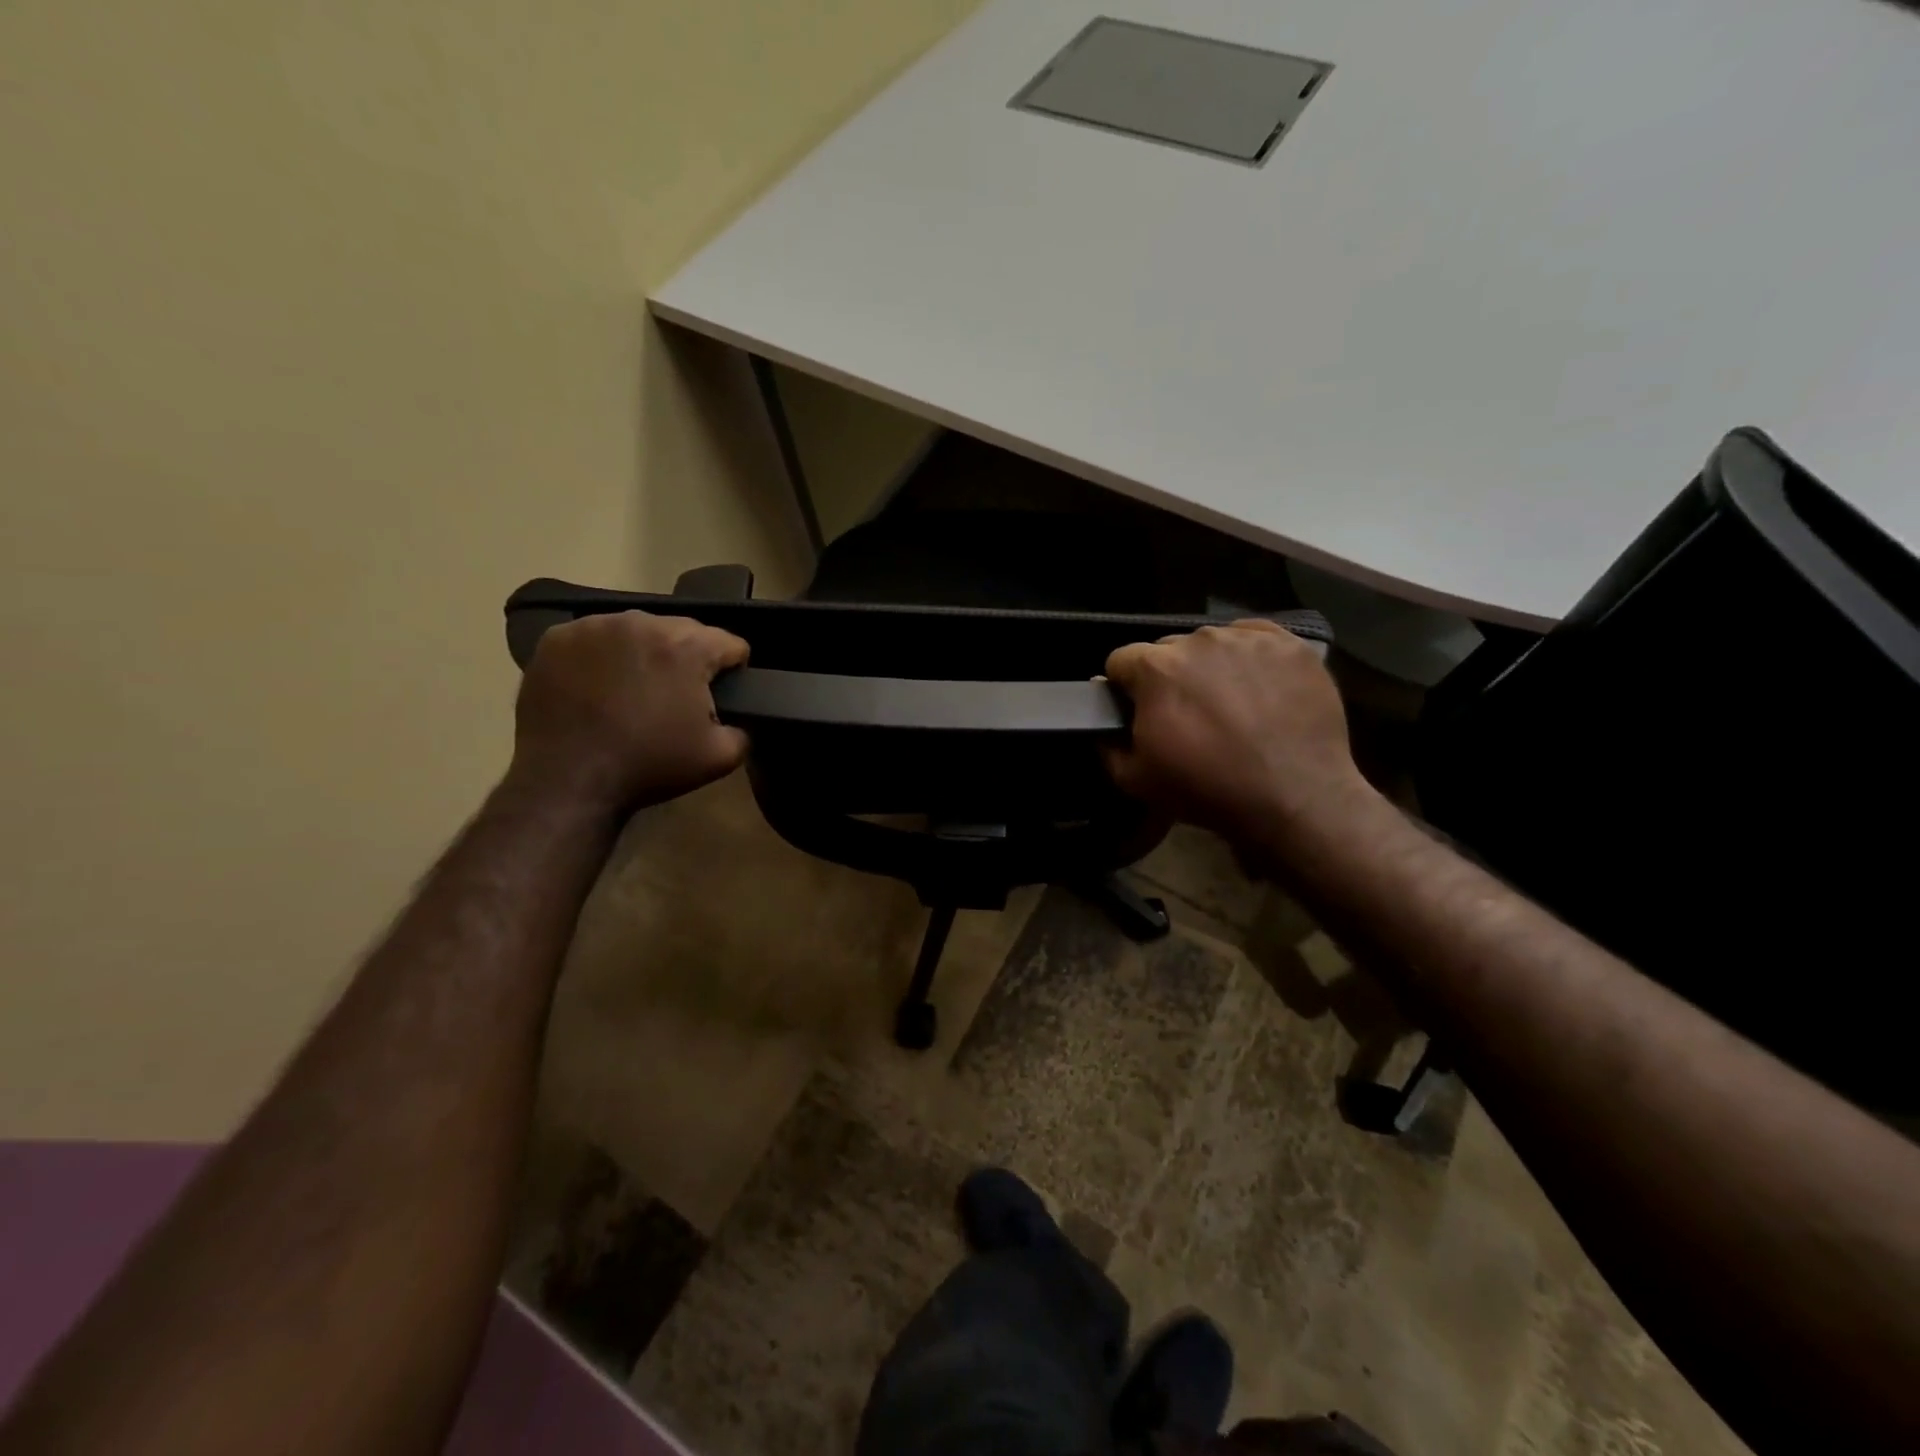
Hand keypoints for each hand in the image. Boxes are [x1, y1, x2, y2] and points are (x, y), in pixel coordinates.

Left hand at [509, 611, 748, 813]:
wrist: (568, 781)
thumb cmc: (649, 766)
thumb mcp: (720, 758)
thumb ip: (743, 729)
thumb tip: (737, 718)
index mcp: (687, 646)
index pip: (730, 643)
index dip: (733, 670)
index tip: (722, 694)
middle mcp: (642, 622)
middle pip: (683, 630)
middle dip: (687, 657)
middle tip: (675, 696)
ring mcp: (594, 626)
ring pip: (638, 630)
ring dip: (645, 652)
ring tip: (633, 690)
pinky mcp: (557, 638)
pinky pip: (595, 638)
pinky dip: (603, 656)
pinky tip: (597, 687)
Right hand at [1102, 620, 1377, 849]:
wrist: (1293, 797)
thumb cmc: (1206, 788)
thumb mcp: (1134, 779)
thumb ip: (1106, 744)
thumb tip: (1104, 723)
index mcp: (1155, 667)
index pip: (1121, 660)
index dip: (1125, 687)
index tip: (1138, 711)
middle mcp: (1198, 640)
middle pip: (1168, 650)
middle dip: (1169, 676)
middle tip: (1188, 714)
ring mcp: (1247, 639)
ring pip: (1212, 643)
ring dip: (1210, 667)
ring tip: (1229, 704)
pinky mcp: (1289, 644)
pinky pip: (1255, 640)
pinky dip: (1250, 658)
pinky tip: (1259, 689)